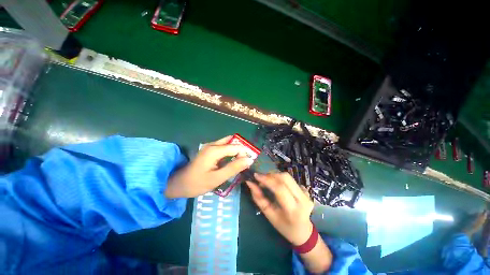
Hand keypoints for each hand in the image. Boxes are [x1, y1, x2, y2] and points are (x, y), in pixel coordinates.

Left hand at [165, 136, 253, 197]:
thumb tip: (249, 159)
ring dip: (236, 150)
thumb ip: (234, 168)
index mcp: (214, 150)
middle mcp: (213, 144)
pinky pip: (224, 147)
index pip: (236, 147)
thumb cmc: (197, 183)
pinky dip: (231, 152)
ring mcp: (210, 146)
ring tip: (241, 161)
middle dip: (241, 148)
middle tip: (246, 160)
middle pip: (232, 141)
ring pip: (228, 143)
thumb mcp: (217, 178)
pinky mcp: (210, 150)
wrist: (179, 183)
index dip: (245, 153)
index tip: (250, 162)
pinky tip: (232, 161)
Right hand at [246, 172, 313, 244]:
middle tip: (260, 178)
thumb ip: (258, 198)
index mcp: (293, 210)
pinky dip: (281, 179)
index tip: (255, 175)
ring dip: (274, 176)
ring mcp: (306, 193)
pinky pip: (291, 180)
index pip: (279, 188)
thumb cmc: (283, 226)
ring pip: (288, 177)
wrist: (303, 231)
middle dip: (270, 175)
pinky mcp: (306, 190)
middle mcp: (303, 199)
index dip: (266, 179)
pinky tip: (277, 185)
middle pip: (285, 178)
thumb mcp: (268, 215)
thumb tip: (250, 183)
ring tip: (267, 181)